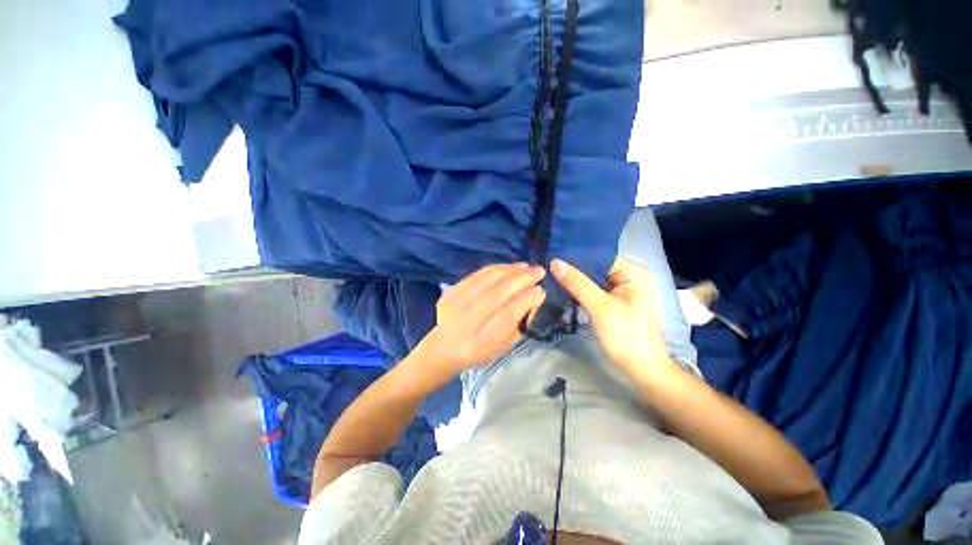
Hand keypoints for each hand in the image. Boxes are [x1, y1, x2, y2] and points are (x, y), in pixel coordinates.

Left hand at [415, 263, 546, 375]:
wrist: (442, 348)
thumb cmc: (478, 352)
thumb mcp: (502, 347)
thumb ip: (519, 323)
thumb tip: (536, 296)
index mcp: (480, 343)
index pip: (506, 316)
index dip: (525, 300)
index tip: (540, 289)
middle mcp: (466, 322)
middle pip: (496, 295)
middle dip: (520, 280)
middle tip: (538, 271)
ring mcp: (455, 305)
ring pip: (485, 281)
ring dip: (509, 270)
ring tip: (526, 266)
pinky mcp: (450, 293)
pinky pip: (476, 275)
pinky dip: (495, 268)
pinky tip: (508, 266)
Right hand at [551, 257, 678, 379]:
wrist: (641, 368)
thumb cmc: (625, 336)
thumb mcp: (600, 307)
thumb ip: (577, 283)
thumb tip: (555, 262)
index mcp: (634, 272)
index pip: (600, 256)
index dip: (577, 256)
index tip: (553, 255)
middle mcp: (629, 276)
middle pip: (596, 266)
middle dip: (574, 268)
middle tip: (548, 265)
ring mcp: (621, 289)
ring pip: (593, 278)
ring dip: (575, 279)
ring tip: (551, 273)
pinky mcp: (614, 300)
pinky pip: (593, 289)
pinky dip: (580, 289)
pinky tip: (563, 286)